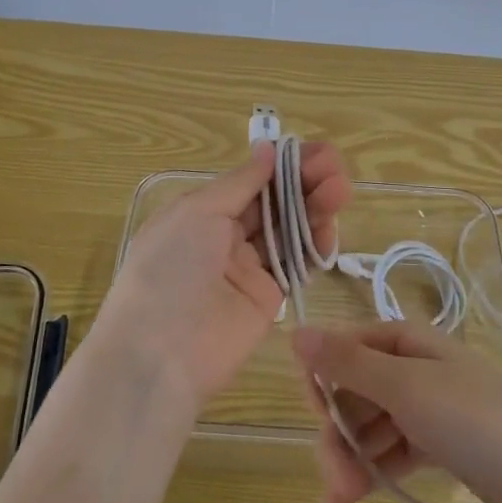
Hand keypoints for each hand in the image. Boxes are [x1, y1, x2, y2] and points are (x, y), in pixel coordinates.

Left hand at [91, 141, 352, 410]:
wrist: (160, 353)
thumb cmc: (170, 268)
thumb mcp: (198, 212)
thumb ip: (240, 183)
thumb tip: (267, 149)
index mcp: (202, 211)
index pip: (251, 181)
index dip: (282, 165)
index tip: (315, 152)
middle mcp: (225, 235)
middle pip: (274, 202)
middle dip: (305, 181)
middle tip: (336, 166)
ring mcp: (248, 267)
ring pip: (289, 229)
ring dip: (315, 207)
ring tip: (340, 190)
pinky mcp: (269, 297)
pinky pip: (296, 264)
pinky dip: (315, 245)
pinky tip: (330, 227)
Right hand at [290, 320, 501, 502]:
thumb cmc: (473, 418)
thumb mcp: (404, 386)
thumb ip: (347, 363)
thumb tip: (295, 332)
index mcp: (405, 341)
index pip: (345, 349)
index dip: (323, 381)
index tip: (315, 418)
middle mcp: (412, 367)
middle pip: (354, 393)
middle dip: (336, 436)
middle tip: (332, 482)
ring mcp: (425, 407)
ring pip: (369, 427)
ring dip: (349, 462)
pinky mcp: (436, 443)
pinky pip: (390, 450)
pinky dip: (371, 473)